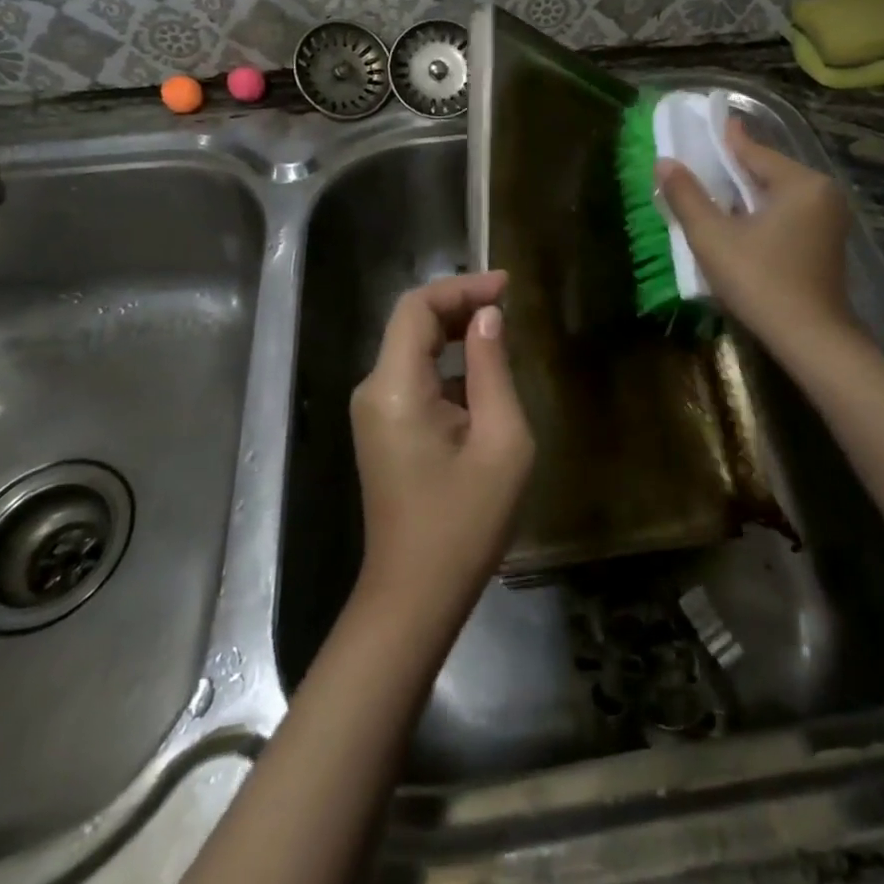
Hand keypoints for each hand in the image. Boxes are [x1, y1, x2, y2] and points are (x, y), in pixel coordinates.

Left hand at [350, 271, 534, 625]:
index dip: (462, 287)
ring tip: (503, 331)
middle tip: (509, 303)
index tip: (507, 286)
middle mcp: (374, 389)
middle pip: (412, 323)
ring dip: (455, 332)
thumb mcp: (500, 441)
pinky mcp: (383, 429)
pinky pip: (414, 376)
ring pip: (413, 348)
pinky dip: (448, 363)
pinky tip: (484, 375)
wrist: (414, 597)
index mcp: (395, 387)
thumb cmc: (464, 523)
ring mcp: (374, 411)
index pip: (417, 307)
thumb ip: (493, 369)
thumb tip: (489, 317)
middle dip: (460, 305)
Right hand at [656, 120, 856, 355]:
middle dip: (735, 170)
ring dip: (748, 194)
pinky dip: (764, 213)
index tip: (712, 123)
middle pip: (769, 172)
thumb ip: (687, 197)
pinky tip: (742, 222)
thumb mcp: (713, 237)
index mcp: (801, 184)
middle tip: (704, 163)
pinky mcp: (828, 244)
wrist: (811, 339)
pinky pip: (790, 215)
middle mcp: (823, 194)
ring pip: (780, 195)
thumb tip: (664, 162)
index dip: (727, 140)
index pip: (755, 152)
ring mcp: (830, 221)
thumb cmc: (760, 281)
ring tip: (716, 192)